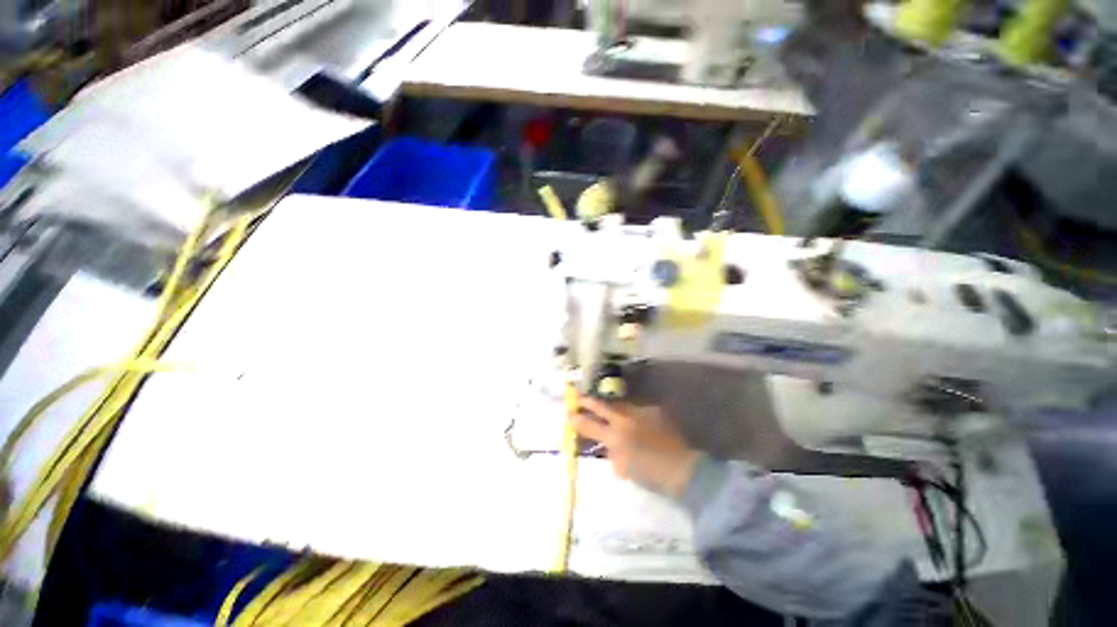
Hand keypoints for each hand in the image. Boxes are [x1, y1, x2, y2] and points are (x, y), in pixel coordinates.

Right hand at [569, 396, 699, 497]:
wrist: (681, 468)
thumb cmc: (649, 473)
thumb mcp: (623, 468)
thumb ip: (611, 453)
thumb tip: (607, 445)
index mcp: (615, 436)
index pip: (590, 425)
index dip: (577, 419)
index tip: (568, 414)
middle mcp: (624, 420)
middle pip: (602, 406)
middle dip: (587, 401)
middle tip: (578, 398)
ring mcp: (639, 413)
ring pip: (619, 405)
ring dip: (609, 407)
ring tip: (604, 408)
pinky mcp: (652, 411)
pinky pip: (636, 410)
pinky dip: (630, 414)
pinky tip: (633, 421)